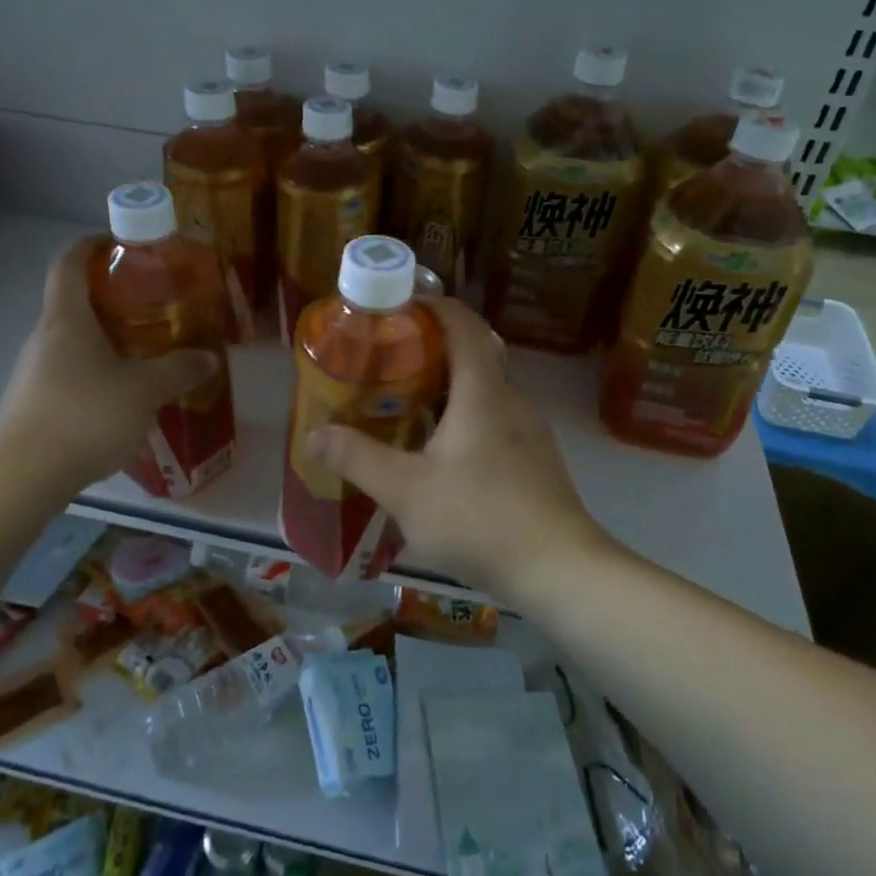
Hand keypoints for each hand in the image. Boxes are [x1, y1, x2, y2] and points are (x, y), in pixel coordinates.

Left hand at [0, 243, 217, 492]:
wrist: (24, 476)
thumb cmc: (85, 414)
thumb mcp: (144, 390)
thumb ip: (178, 370)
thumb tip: (209, 358)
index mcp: (67, 319)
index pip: (69, 263)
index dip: (91, 245)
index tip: (118, 243)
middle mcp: (45, 338)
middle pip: (74, 302)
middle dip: (112, 298)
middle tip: (152, 305)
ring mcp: (35, 372)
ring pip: (74, 341)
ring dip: (107, 339)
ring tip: (146, 353)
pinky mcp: (34, 403)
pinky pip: (71, 373)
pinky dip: (97, 372)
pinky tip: (124, 397)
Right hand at [304, 297, 613, 601]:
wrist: (560, 570)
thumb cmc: (480, 518)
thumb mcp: (406, 491)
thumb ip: (358, 459)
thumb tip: (315, 434)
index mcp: (483, 392)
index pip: (464, 324)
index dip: (435, 306)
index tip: (402, 306)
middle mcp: (511, 400)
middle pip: (474, 355)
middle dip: (432, 350)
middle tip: (389, 362)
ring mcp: (529, 432)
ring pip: (485, 393)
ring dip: (448, 389)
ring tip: (407, 407)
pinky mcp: (536, 461)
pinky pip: (495, 422)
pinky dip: (466, 419)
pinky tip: (442, 456)